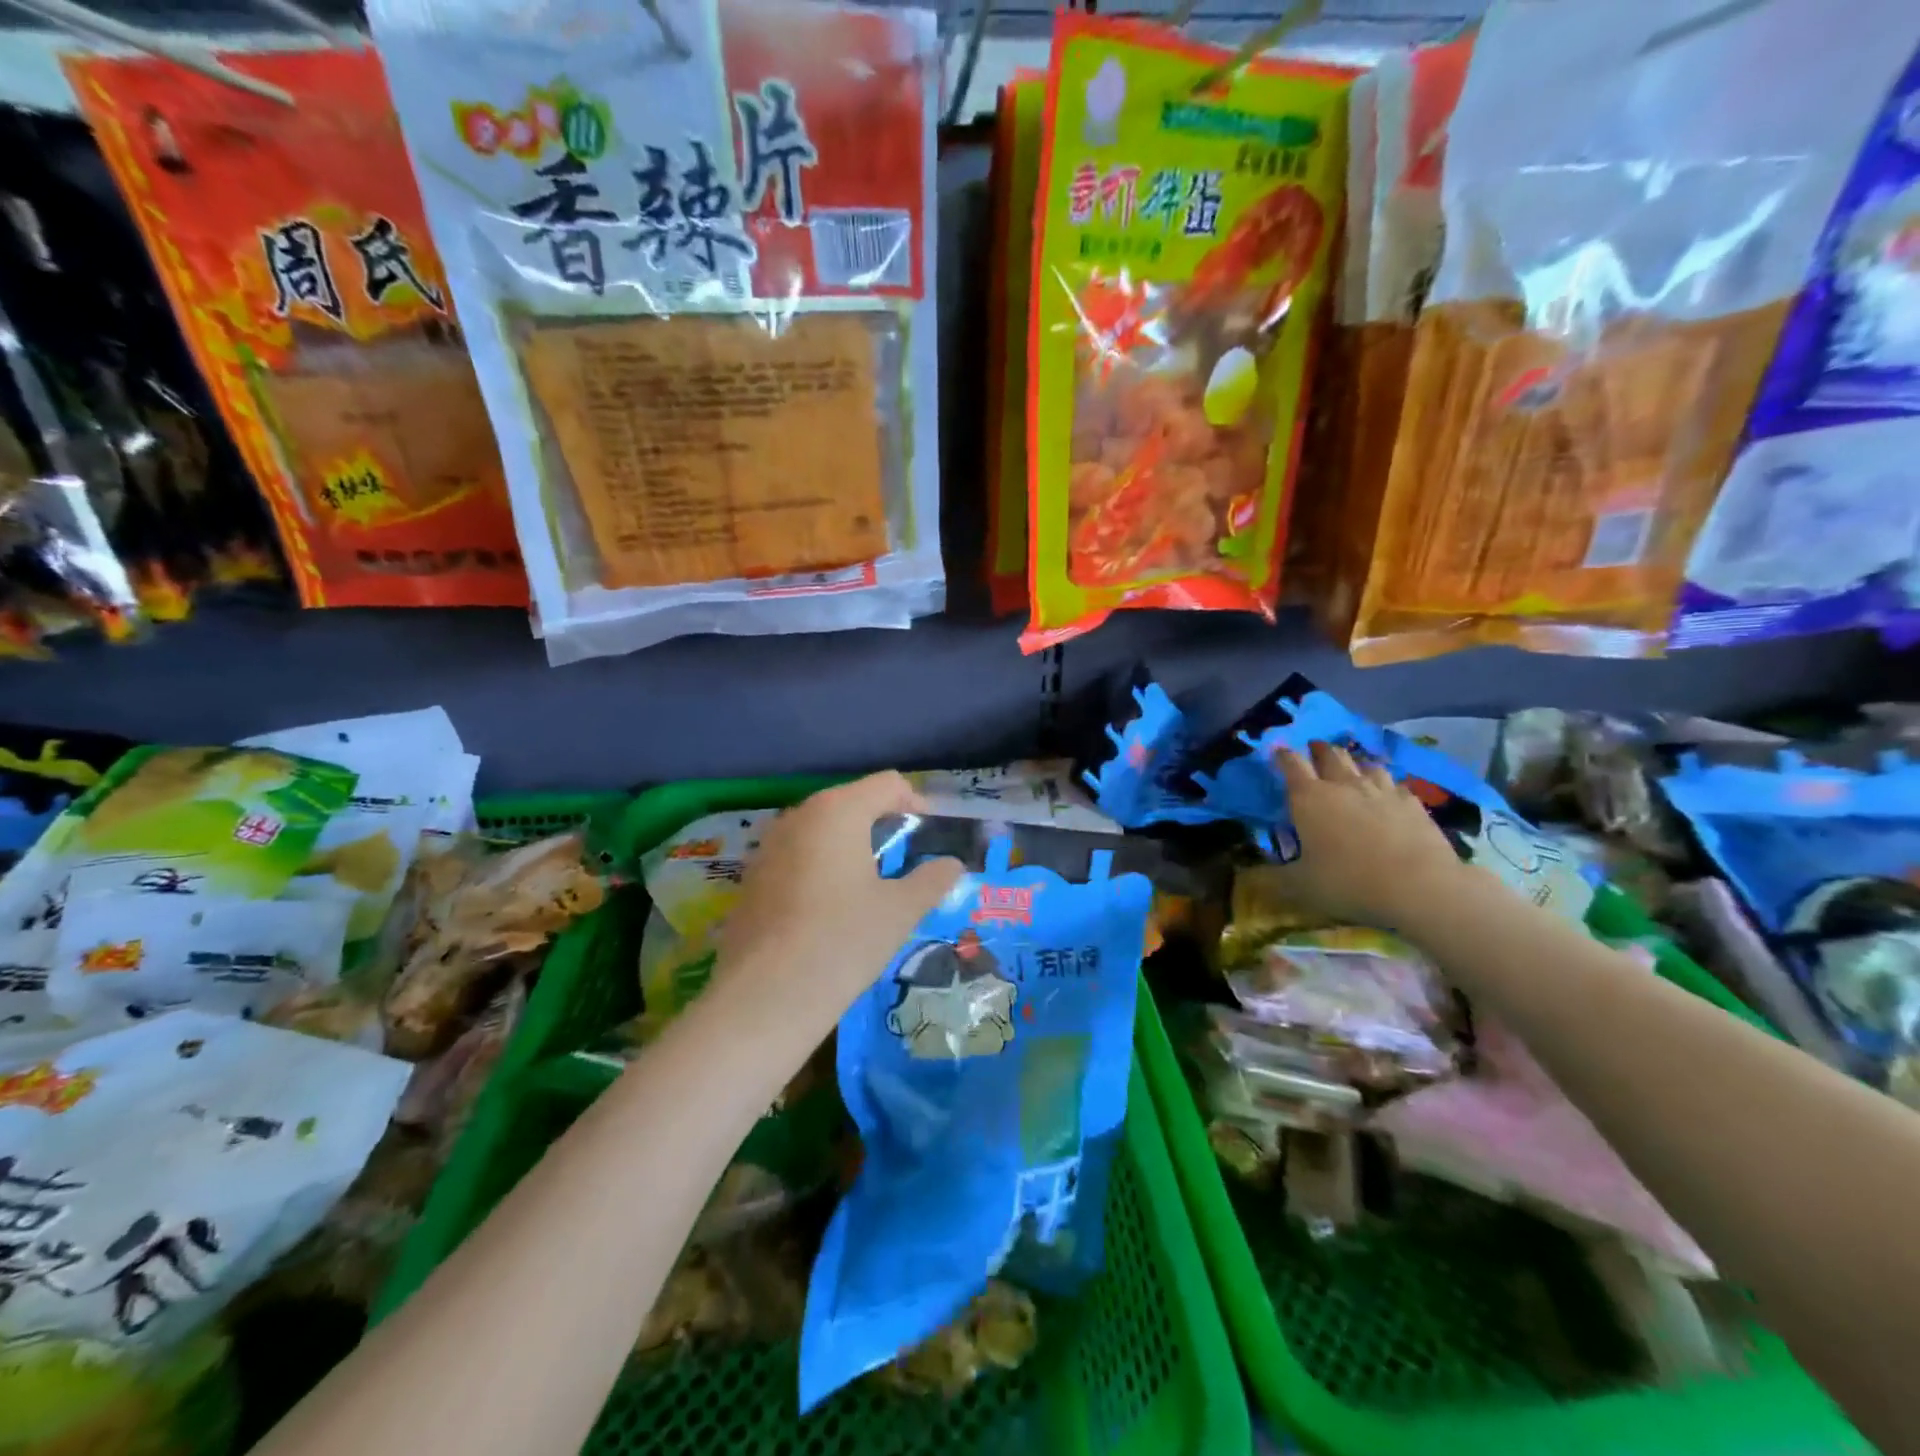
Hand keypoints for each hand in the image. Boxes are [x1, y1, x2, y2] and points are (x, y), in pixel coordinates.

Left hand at [713, 772, 964, 1033]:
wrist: (765, 997)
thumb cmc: (843, 940)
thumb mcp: (900, 911)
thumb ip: (932, 880)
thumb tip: (952, 865)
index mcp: (838, 811)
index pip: (888, 784)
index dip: (916, 804)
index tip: (929, 839)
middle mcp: (799, 815)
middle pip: (852, 801)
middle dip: (882, 824)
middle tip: (904, 863)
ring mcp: (768, 845)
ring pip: (821, 829)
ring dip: (850, 845)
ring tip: (869, 886)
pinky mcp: (751, 876)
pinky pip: (796, 855)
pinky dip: (820, 866)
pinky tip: (828, 909)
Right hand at [1269, 741, 1467, 932]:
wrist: (1419, 886)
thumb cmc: (1349, 881)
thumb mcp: (1300, 886)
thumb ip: (1275, 877)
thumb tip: (1252, 877)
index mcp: (1308, 798)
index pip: (1290, 764)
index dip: (1282, 755)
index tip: (1278, 751)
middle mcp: (1343, 785)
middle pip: (1329, 754)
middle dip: (1318, 749)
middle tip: (1314, 750)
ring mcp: (1381, 790)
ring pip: (1364, 764)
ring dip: (1354, 763)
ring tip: (1351, 769)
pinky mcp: (1411, 802)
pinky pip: (1394, 783)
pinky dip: (1385, 784)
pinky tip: (1387, 794)